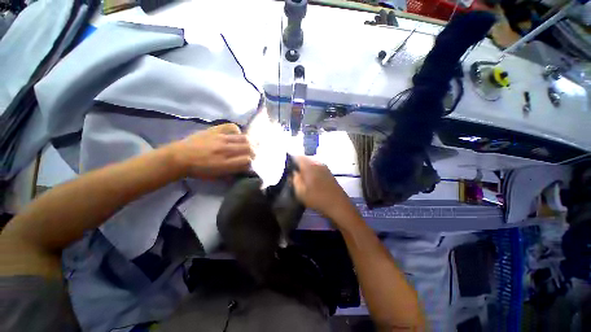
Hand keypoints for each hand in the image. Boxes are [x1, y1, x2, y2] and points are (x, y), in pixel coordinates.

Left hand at [170, 123, 253, 177]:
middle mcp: (225, 150)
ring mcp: (220, 139)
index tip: (251, 164)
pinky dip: (237, 130)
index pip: (247, 160)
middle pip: (249, 148)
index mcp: (225, 164)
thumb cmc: (198, 170)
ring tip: (250, 145)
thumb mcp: (216, 177)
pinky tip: (237, 135)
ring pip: (244, 138)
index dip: (252, 162)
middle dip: (255, 152)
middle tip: (254, 155)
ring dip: (250, 142)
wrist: (178, 158)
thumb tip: (244, 170)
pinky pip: (232, 127)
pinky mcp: (215, 130)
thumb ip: (232, 174)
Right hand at [292, 156, 353, 220]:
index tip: (287, 169)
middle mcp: (317, 162)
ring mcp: (324, 167)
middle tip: (293, 175)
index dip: (290, 161)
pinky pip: (316, 167)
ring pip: (310, 163)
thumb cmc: (317, 199)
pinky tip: (311, 181)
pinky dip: (311, 172)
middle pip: (304, 159)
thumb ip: (294, 179)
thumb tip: (293, 172)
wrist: (338, 205)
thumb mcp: (300, 192)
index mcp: (309, 165)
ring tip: (302, 179)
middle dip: (297, 165)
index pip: (297, 157)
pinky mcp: (328, 172)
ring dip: (305, 169)